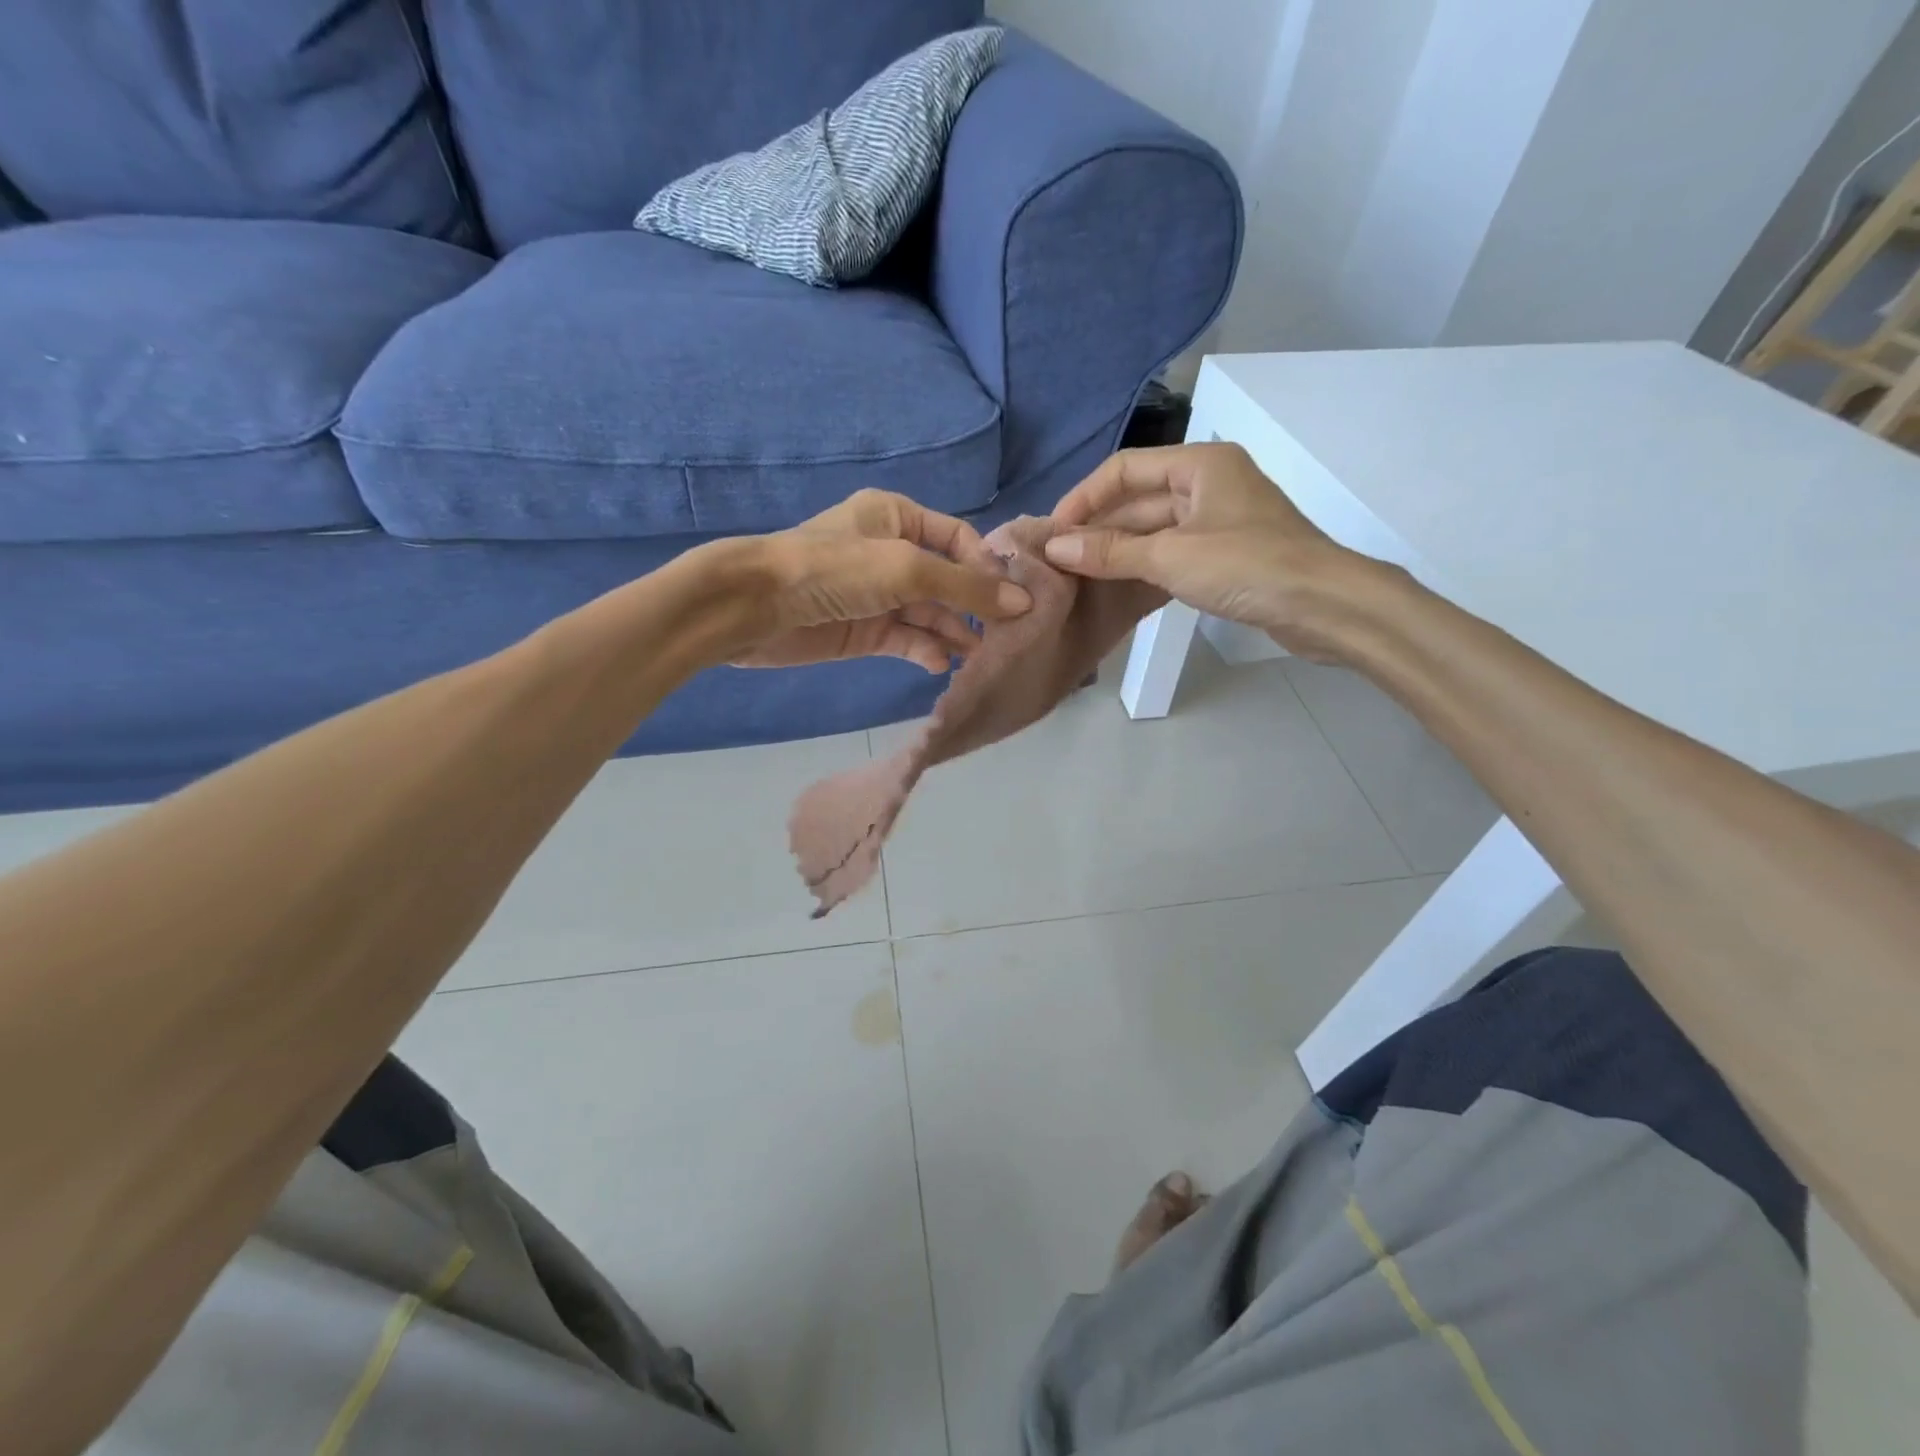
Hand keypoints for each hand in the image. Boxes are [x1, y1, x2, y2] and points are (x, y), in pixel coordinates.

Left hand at [729, 490, 1031, 671]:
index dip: (985, 566)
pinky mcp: (863, 630)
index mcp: (897, 517)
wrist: (757, 608)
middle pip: (947, 579)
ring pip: (928, 613)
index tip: (1011, 598)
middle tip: (1004, 636)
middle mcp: (889, 552)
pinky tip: (938, 663)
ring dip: (953, 632)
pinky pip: (905, 638)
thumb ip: (966, 587)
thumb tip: (1024, 602)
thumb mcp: (906, 568)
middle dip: (973, 606)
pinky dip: (924, 649)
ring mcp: (876, 594)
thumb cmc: (834, 571)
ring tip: (978, 656)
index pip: (958, 538)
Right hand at [1046, 443, 1371, 660]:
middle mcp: (1209, 482)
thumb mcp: (1171, 556)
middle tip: (1059, 560)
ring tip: (1077, 574)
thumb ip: (1110, 551)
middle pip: (1139, 498)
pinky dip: (1143, 564)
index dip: (1084, 497)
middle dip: (1098, 527)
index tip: (1053, 532)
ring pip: (1154, 527)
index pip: (1125, 468)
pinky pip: (1172, 550)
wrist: (1325, 606)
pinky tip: (1115, 585)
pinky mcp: (1227, 552)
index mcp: (1200, 464)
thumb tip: (1054, 548)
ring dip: (1118, 548)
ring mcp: (1220, 519)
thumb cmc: (1248, 567)